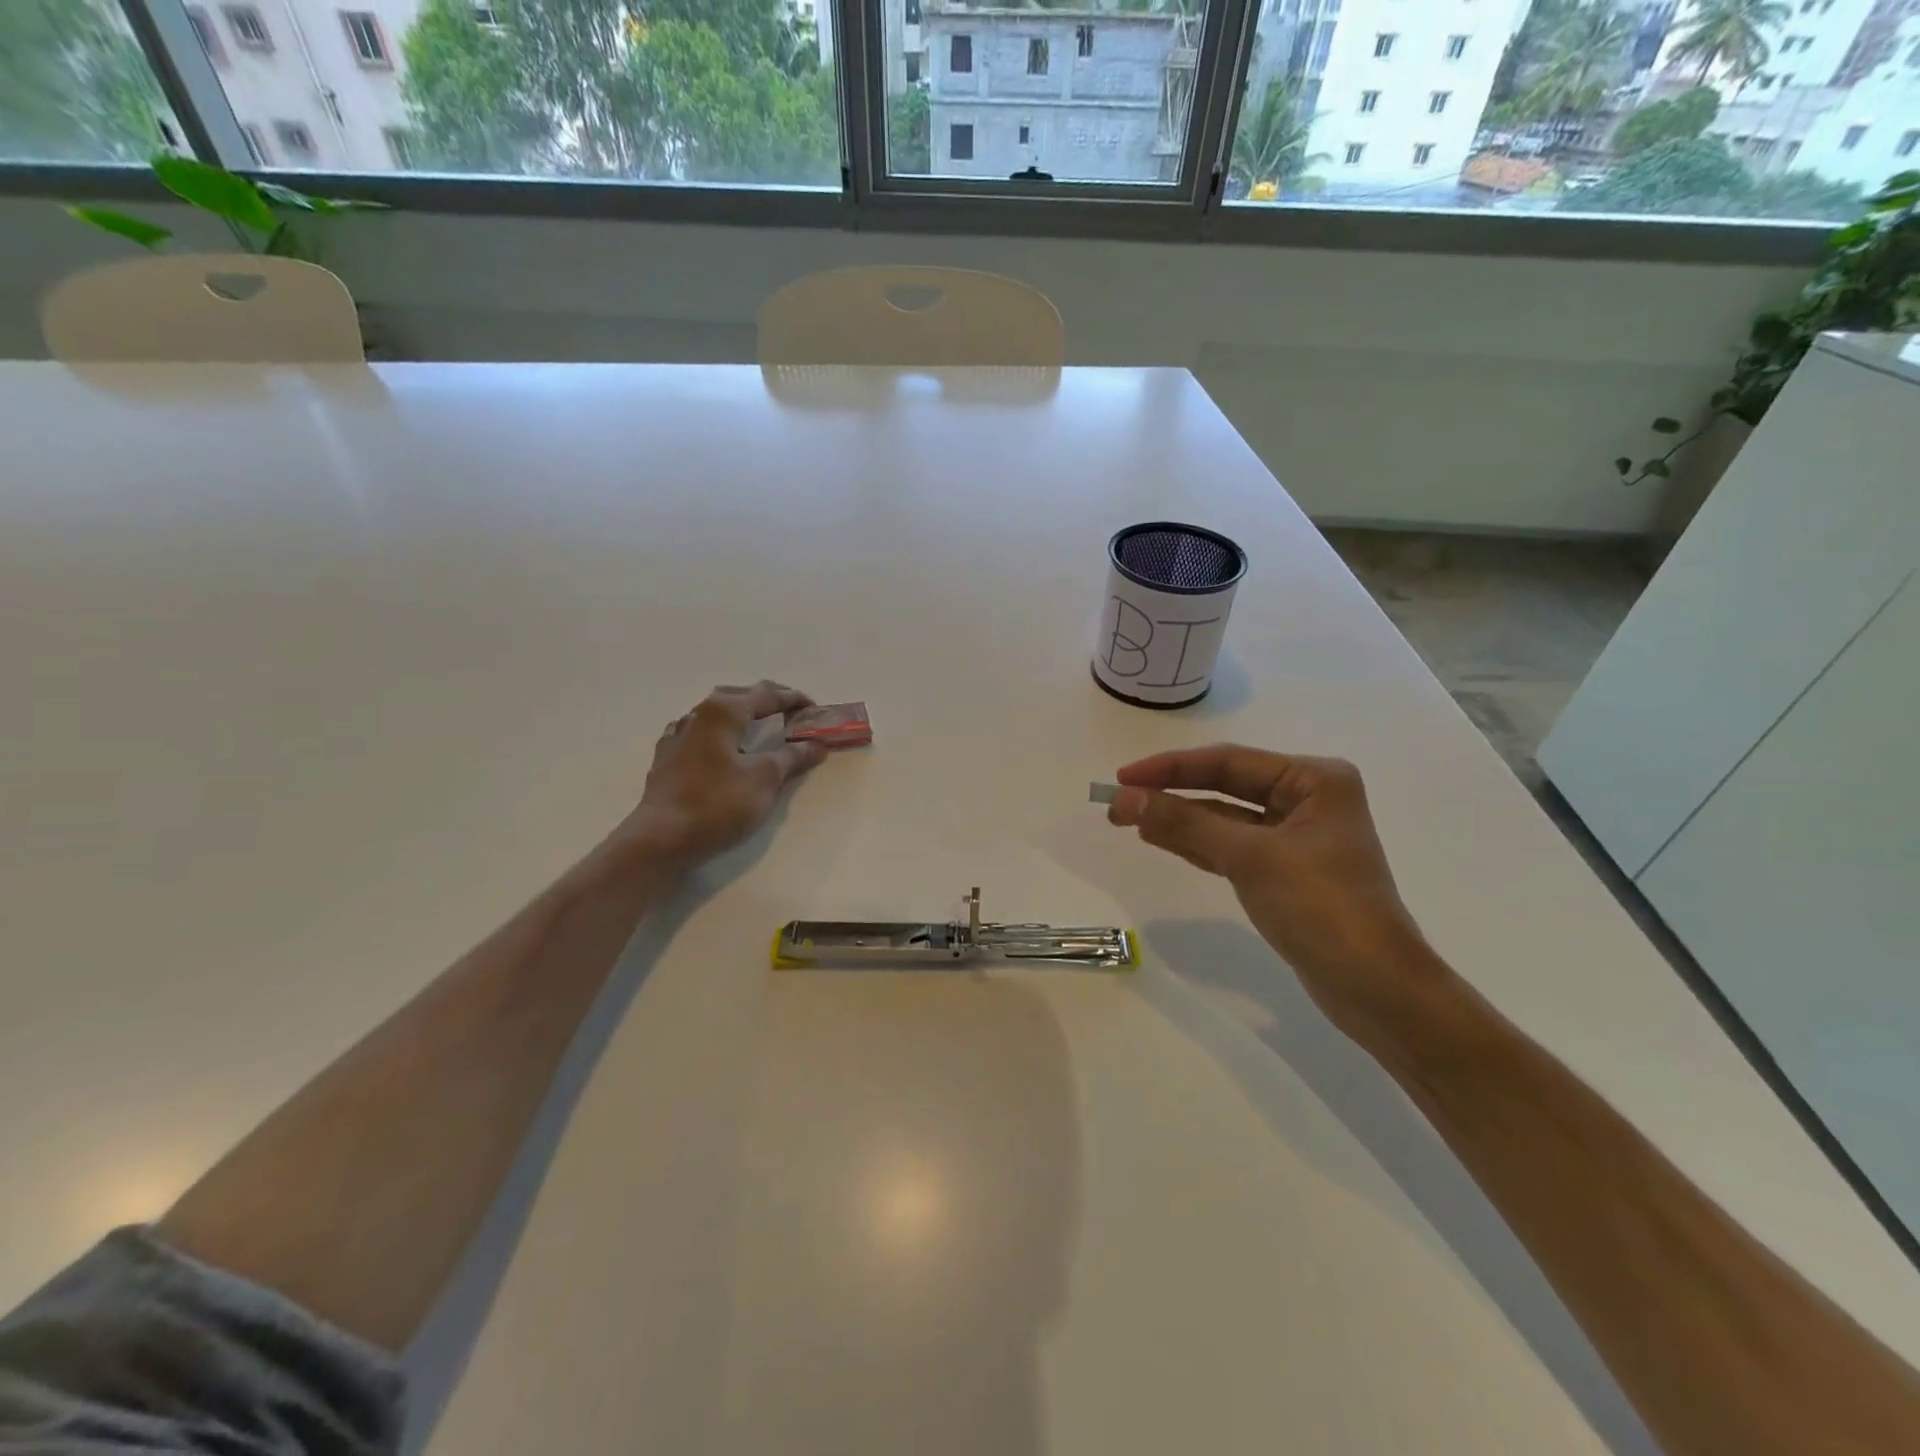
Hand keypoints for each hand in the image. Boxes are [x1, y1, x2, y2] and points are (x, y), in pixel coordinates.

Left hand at [621, 681, 827, 868]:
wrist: (661, 839)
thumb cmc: (718, 803)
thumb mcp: (765, 779)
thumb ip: (792, 757)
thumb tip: (816, 745)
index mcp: (724, 711)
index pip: (767, 695)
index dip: (794, 699)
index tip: (816, 710)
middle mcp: (698, 714)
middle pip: (739, 696)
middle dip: (767, 701)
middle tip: (791, 714)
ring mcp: (677, 735)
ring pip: (716, 712)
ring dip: (741, 714)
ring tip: (760, 727)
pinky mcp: (667, 758)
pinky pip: (699, 733)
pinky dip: (720, 734)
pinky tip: (721, 747)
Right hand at [1107, 746, 1445, 1035]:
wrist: (1376, 989)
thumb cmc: (1321, 908)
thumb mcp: (1250, 858)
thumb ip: (1185, 824)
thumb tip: (1124, 799)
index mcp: (1314, 779)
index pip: (1228, 762)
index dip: (1170, 768)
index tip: (1121, 777)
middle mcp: (1307, 799)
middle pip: (1225, 787)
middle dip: (1171, 794)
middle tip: (1116, 803)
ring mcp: (1297, 837)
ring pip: (1224, 818)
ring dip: (1179, 819)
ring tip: (1128, 820)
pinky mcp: (1285, 871)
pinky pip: (1231, 846)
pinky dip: (1197, 843)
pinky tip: (1161, 839)